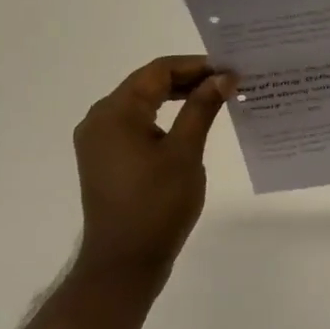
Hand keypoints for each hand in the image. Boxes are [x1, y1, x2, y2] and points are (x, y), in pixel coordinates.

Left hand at [73, 56, 234, 283]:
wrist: (124, 262)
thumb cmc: (157, 205)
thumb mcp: (185, 152)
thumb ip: (202, 108)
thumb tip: (222, 77)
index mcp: (115, 112)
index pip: (158, 71)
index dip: (196, 65)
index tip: (231, 70)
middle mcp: (99, 119)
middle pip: (147, 84)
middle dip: (188, 80)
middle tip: (228, 83)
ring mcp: (98, 141)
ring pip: (141, 105)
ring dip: (176, 99)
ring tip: (214, 100)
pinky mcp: (104, 159)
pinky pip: (135, 126)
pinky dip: (162, 120)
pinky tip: (189, 126)